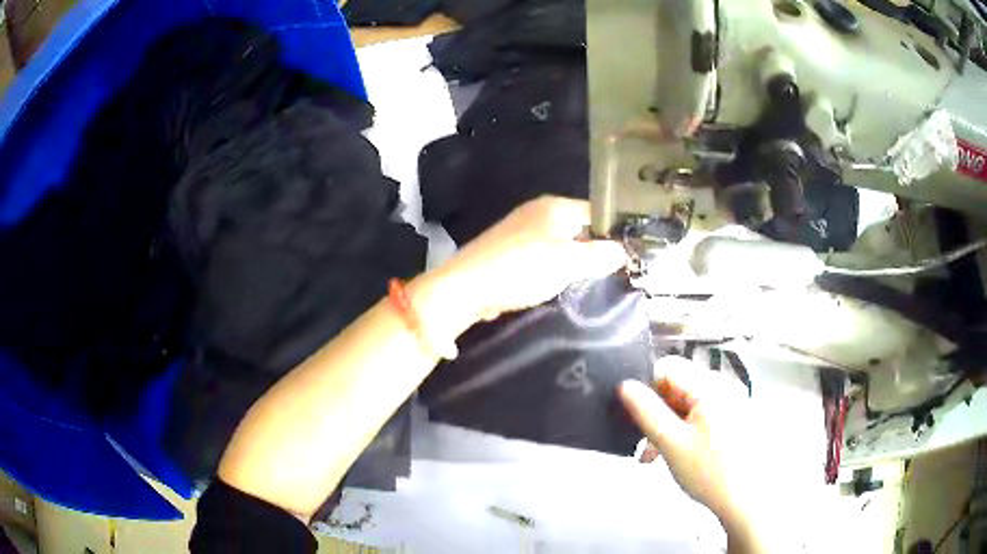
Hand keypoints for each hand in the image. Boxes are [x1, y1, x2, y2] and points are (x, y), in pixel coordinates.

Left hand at [439, 196, 626, 321]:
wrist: (467, 287)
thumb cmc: (523, 269)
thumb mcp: (569, 262)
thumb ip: (600, 255)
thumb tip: (623, 251)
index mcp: (556, 206)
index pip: (596, 212)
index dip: (613, 233)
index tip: (627, 257)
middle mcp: (539, 211)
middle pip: (578, 228)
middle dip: (593, 250)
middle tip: (608, 273)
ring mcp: (521, 230)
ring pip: (560, 243)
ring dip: (572, 262)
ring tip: (584, 282)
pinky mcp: (509, 250)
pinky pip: (541, 256)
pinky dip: (551, 269)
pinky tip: (554, 285)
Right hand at [619, 357, 772, 552]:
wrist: (744, 499)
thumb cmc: (708, 470)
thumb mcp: (671, 442)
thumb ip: (646, 412)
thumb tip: (624, 385)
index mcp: (710, 386)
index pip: (667, 367)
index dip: (646, 388)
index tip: (635, 416)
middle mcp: (722, 387)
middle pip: (677, 386)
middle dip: (655, 412)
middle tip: (642, 443)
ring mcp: (729, 403)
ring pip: (686, 404)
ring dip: (666, 426)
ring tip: (652, 455)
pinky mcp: (731, 419)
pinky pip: (699, 415)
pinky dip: (683, 431)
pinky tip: (673, 454)